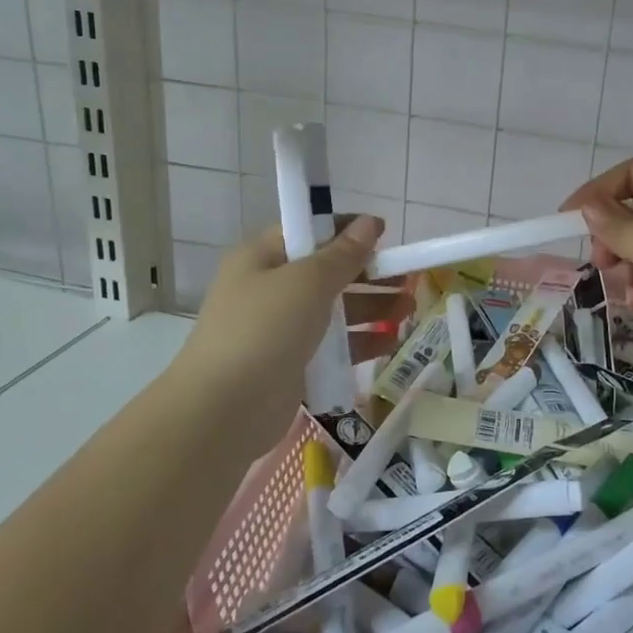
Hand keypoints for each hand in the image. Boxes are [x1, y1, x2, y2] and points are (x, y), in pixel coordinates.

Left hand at [175, 215, 404, 405]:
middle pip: (326, 272)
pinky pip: (332, 346)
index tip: (385, 234)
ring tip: (408, 309)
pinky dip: (359, 342)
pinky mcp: (292, 365)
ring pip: (333, 311)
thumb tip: (370, 222)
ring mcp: (280, 330)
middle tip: (407, 276)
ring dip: (370, 307)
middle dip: (368, 273)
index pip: (307, 231)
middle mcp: (269, 290)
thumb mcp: (307, 282)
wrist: (224, 410)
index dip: (345, 230)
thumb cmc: (264, 329)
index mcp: (261, 259)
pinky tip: (390, 342)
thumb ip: (343, 254)